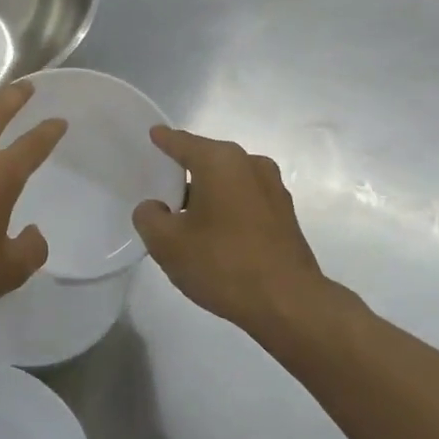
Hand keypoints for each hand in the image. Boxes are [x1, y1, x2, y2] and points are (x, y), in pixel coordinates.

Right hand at [133, 127, 358, 340]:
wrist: (289, 304)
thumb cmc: (223, 264)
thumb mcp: (167, 243)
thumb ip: (149, 217)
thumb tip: (155, 208)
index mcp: (220, 161)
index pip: (182, 142)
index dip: (164, 140)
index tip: (153, 134)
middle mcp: (250, 164)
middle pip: (208, 159)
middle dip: (185, 171)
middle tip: (162, 186)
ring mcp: (273, 189)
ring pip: (228, 181)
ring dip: (208, 193)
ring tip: (186, 217)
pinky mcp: (285, 215)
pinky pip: (245, 200)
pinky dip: (228, 208)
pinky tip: (215, 234)